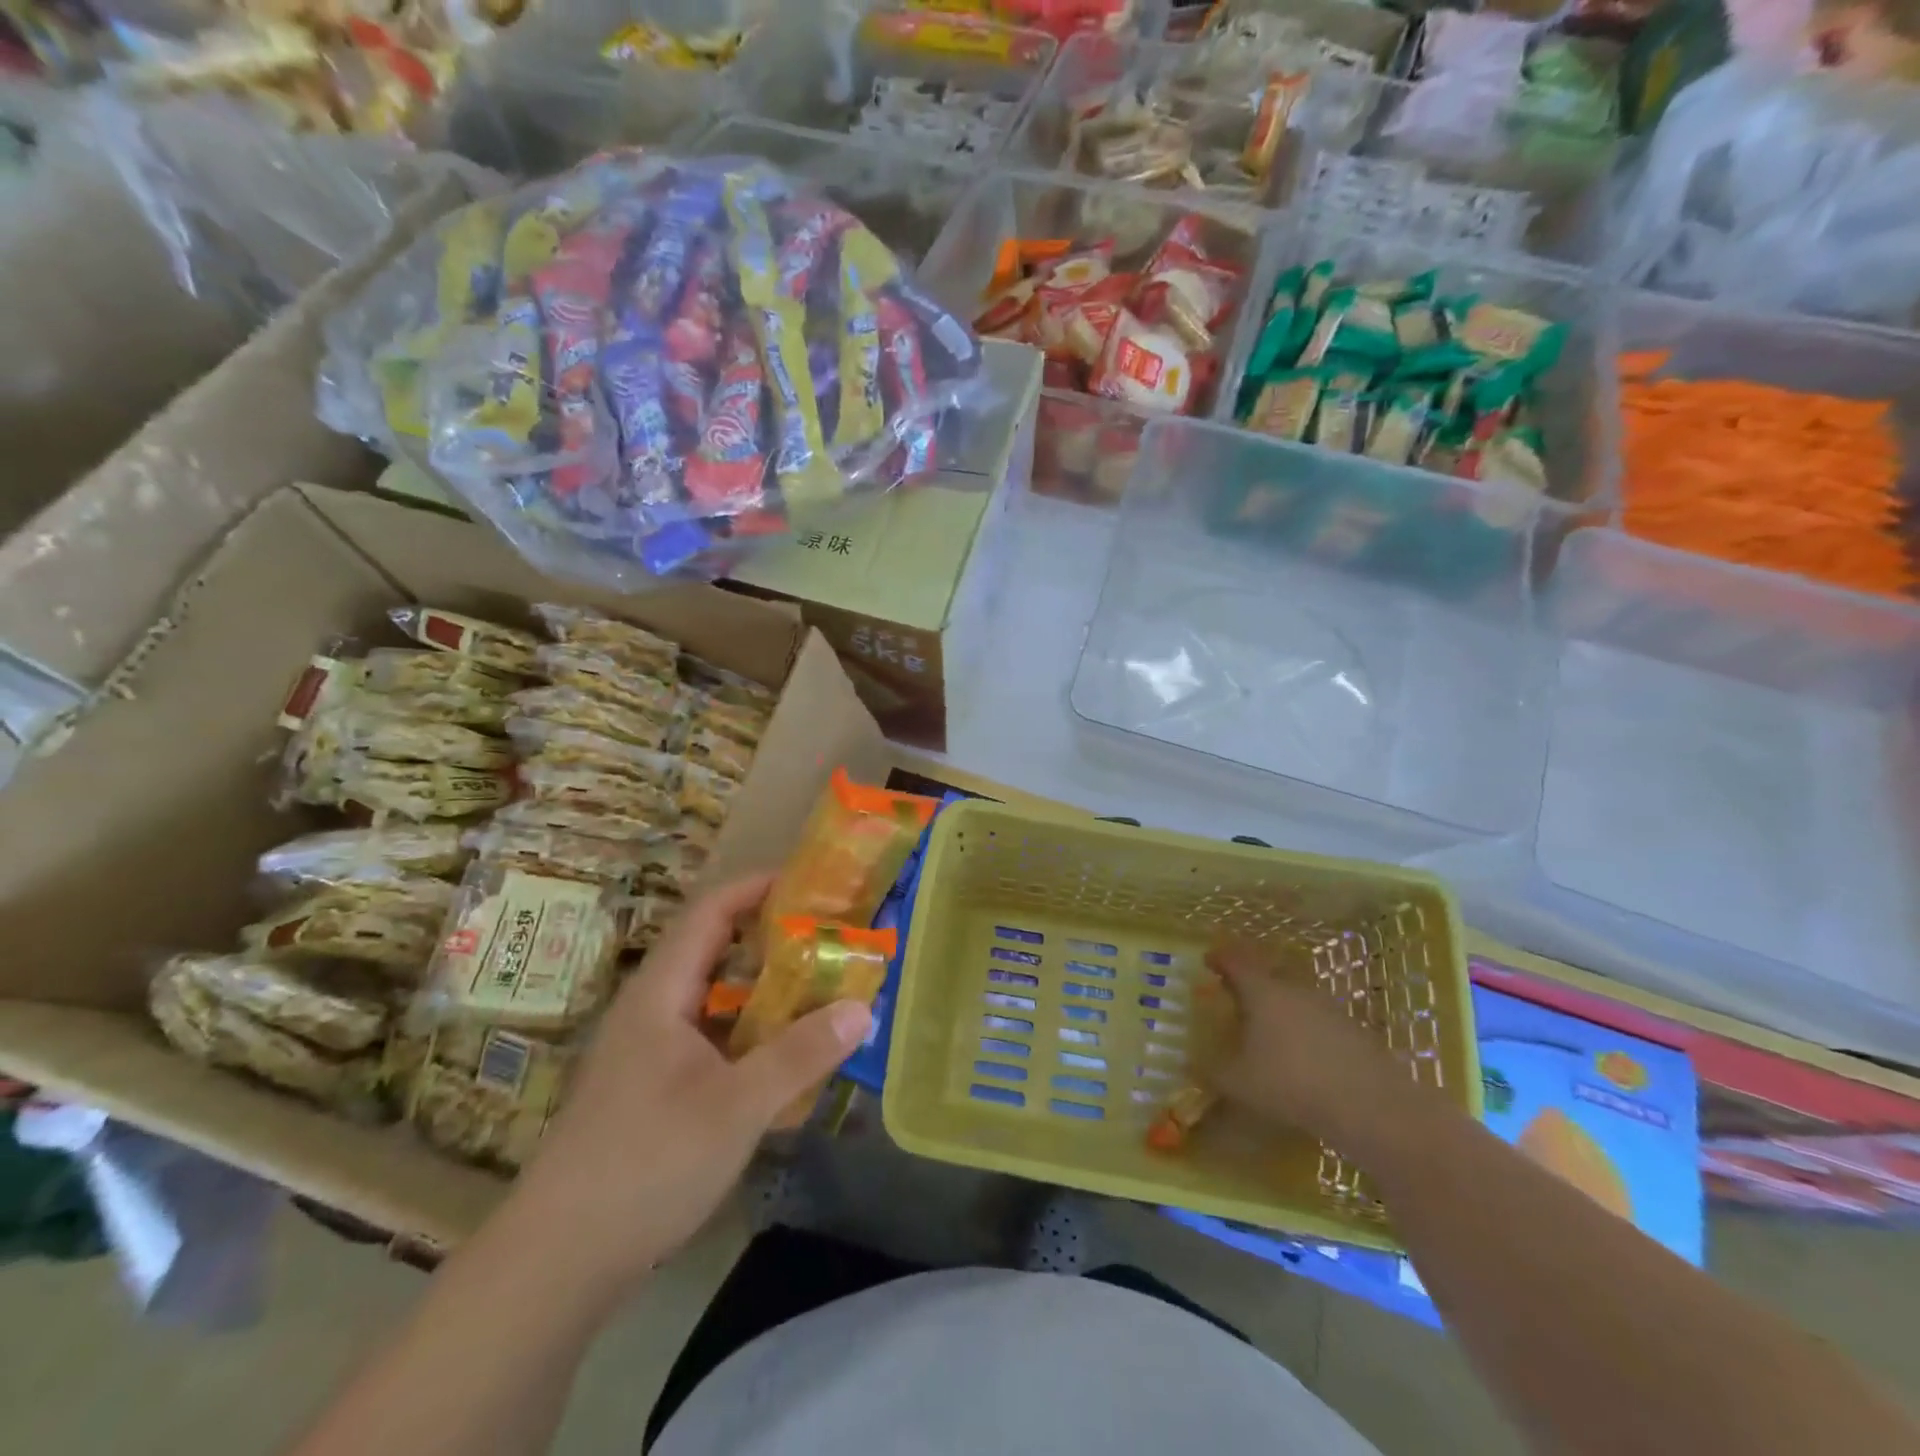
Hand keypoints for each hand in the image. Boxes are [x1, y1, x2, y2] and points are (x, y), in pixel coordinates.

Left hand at [502, 875, 871, 1296]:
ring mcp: (648, 1052)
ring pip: (713, 998)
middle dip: (772, 938)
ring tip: (819, 988)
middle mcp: (651, 1010)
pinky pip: (710, 1038)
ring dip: (764, 989)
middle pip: (714, 950)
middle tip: (830, 938)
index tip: (812, 883)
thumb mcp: (737, 1106)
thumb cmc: (647, 1163)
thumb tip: (862, 1008)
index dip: (758, 887)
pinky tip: (783, 1057)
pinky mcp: (651, 1090)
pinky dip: (750, 1032)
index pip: (710, 911)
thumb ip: (801, 1053)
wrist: (556, 1264)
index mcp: (661, 993)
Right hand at [1204, 940, 1416, 1139]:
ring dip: (1279, 1006)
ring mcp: (1328, 1008)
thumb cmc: (1291, 1083)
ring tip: (1267, 1028)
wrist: (1370, 1105)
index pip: (1235, 962)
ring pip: (1295, 997)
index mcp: (1262, 992)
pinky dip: (1304, 1029)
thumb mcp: (1239, 1083)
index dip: (1220, 959)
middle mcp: (1294, 989)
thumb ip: (1212, 1071)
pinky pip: (1318, 1020)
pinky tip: (1301, 1054)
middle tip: (1235, 996)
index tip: (1208, 960)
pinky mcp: (1353, 1030)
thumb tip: (1190, 1065)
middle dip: (1250, 982)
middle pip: (1268, 974)